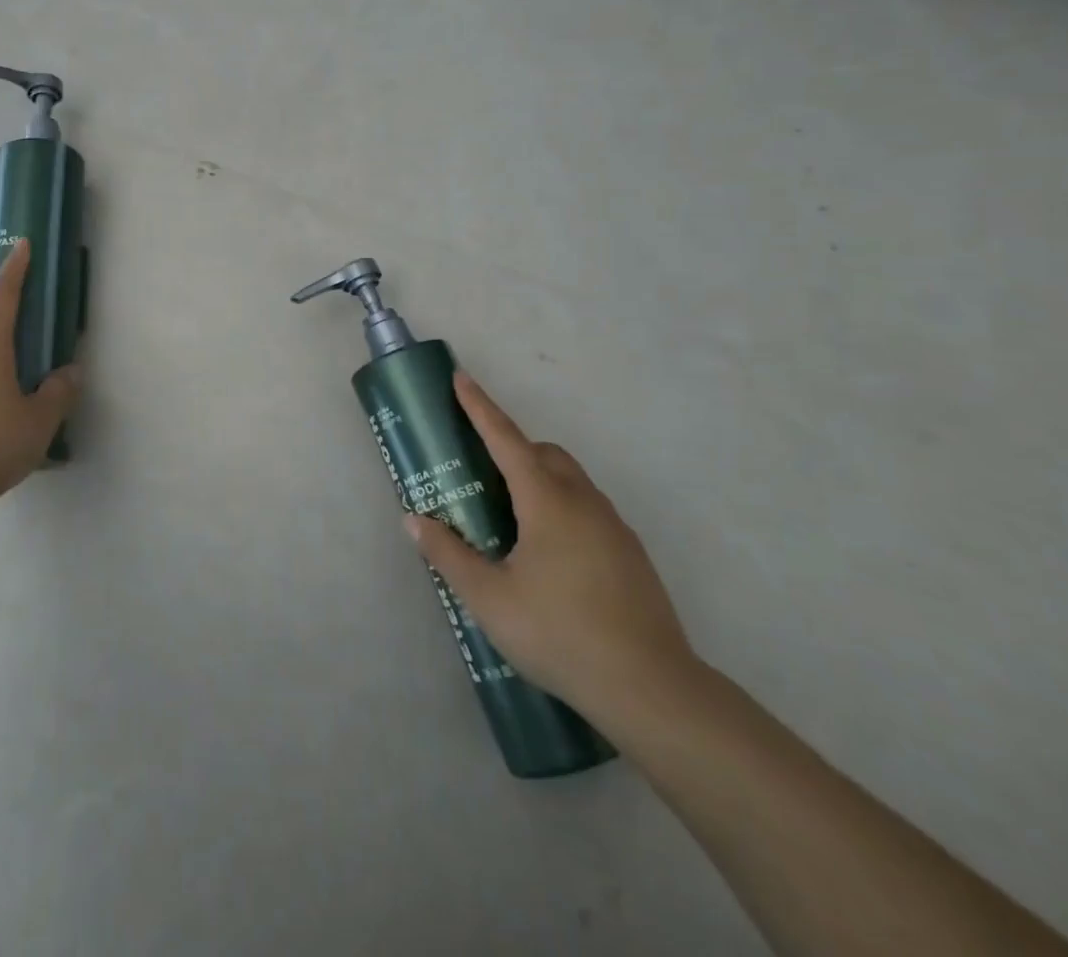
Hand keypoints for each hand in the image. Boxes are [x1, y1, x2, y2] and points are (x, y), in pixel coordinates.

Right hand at [406, 372, 692, 723]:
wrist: (653, 690)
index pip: (506, 439)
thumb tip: (415, 521)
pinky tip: (548, 555)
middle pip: (544, 454)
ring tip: (510, 518)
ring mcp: (614, 527)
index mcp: (547, 502)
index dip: (480, 407)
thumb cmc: (560, 634)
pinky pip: (587, 508)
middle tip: (479, 471)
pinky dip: (560, 507)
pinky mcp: (630, 554)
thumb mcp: (489, 598)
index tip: (461, 378)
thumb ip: (449, 555)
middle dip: (511, 446)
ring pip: (570, 480)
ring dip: (538, 478)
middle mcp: (584, 502)